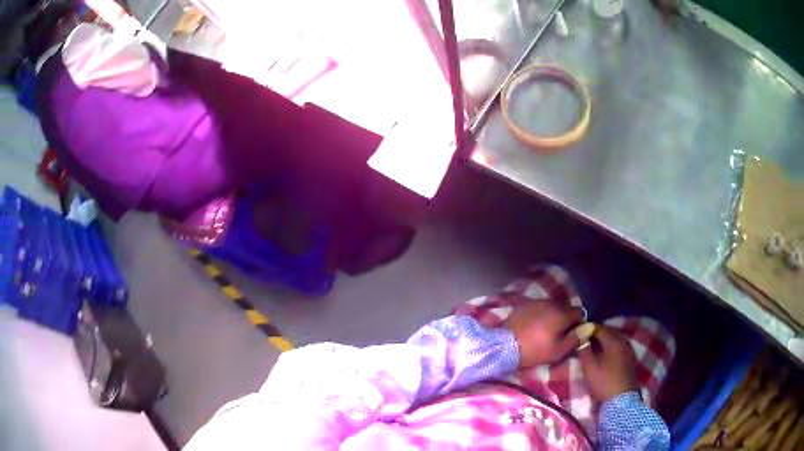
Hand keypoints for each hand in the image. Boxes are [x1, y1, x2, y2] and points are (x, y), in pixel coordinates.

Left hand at [504, 299, 583, 368]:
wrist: (504, 346)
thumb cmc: (534, 351)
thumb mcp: (558, 351)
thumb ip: (575, 339)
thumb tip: (589, 328)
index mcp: (562, 314)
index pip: (578, 312)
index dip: (579, 322)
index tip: (574, 333)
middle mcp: (551, 304)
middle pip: (564, 308)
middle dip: (565, 318)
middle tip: (560, 333)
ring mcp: (536, 303)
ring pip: (551, 307)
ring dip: (552, 315)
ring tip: (546, 329)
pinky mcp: (523, 305)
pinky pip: (537, 308)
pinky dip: (539, 314)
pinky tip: (534, 325)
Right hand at [578, 326, 637, 402]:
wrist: (622, 400)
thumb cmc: (604, 382)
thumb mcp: (589, 367)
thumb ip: (584, 350)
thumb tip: (581, 339)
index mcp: (614, 340)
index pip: (599, 328)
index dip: (587, 329)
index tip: (578, 334)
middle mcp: (624, 340)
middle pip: (609, 331)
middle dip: (597, 334)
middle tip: (585, 341)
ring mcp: (629, 349)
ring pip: (615, 339)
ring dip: (604, 341)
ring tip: (593, 349)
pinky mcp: (631, 358)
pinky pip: (619, 346)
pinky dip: (611, 347)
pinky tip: (604, 355)